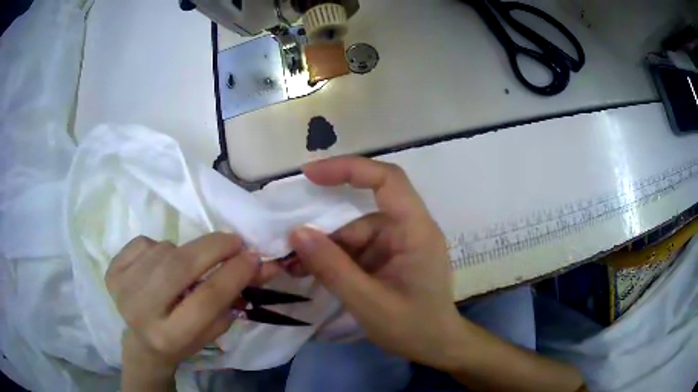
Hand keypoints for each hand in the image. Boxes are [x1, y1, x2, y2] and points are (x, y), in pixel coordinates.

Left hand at [106, 233, 278, 380]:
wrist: (142, 343)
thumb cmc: (183, 340)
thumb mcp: (212, 329)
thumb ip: (235, 298)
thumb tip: (260, 265)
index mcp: (169, 336)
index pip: (206, 299)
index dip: (233, 273)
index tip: (254, 256)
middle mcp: (141, 312)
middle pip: (179, 267)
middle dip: (212, 248)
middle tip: (234, 240)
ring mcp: (122, 288)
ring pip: (163, 250)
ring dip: (183, 253)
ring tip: (185, 268)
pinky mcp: (111, 270)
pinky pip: (145, 242)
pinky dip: (158, 249)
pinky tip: (158, 267)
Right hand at [288, 157, 463, 368]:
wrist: (437, 346)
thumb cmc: (413, 328)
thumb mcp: (369, 303)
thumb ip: (332, 268)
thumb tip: (297, 233)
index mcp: (416, 231)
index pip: (387, 180)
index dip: (349, 168)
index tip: (310, 174)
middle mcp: (409, 229)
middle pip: (361, 214)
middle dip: (326, 231)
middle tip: (291, 248)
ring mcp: (399, 243)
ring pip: (355, 234)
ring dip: (327, 250)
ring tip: (297, 270)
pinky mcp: (390, 257)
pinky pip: (358, 249)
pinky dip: (336, 260)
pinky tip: (316, 274)